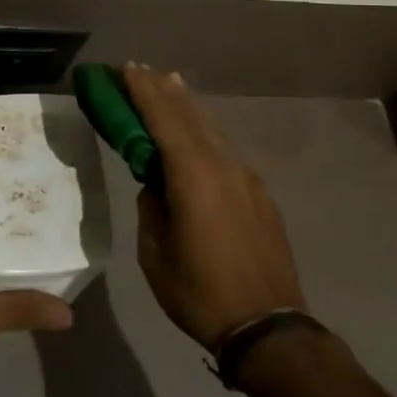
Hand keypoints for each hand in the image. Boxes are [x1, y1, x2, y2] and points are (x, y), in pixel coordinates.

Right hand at [126, 65, 307, 352]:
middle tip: (143, 70)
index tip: (127, 68)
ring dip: (187, 107)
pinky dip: (205, 133)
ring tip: (170, 86)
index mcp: (193, 176)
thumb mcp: (155, 254)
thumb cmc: (200, 293)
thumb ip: (152, 209)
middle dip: (164, 90)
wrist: (269, 328)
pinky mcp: (260, 195)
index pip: (163, 119)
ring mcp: (246, 178)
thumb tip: (155, 187)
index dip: (143, 91)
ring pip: (211, 130)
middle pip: (190, 116)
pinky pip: (226, 151)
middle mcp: (223, 166)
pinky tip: (198, 137)